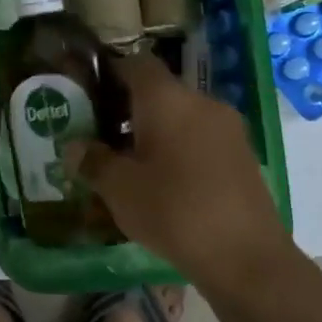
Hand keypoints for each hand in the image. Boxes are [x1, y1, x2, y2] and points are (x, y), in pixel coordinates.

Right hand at [64, 52, 288, 288]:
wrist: (247, 258)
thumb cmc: (174, 211)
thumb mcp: (119, 189)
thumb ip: (93, 161)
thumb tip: (74, 147)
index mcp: (167, 98)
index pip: (135, 63)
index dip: (110, 72)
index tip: (89, 95)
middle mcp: (200, 102)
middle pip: (159, 90)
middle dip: (129, 108)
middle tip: (102, 136)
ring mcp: (227, 128)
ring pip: (181, 116)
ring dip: (155, 131)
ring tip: (130, 164)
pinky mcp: (243, 155)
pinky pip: (201, 138)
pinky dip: (179, 148)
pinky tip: (165, 183)